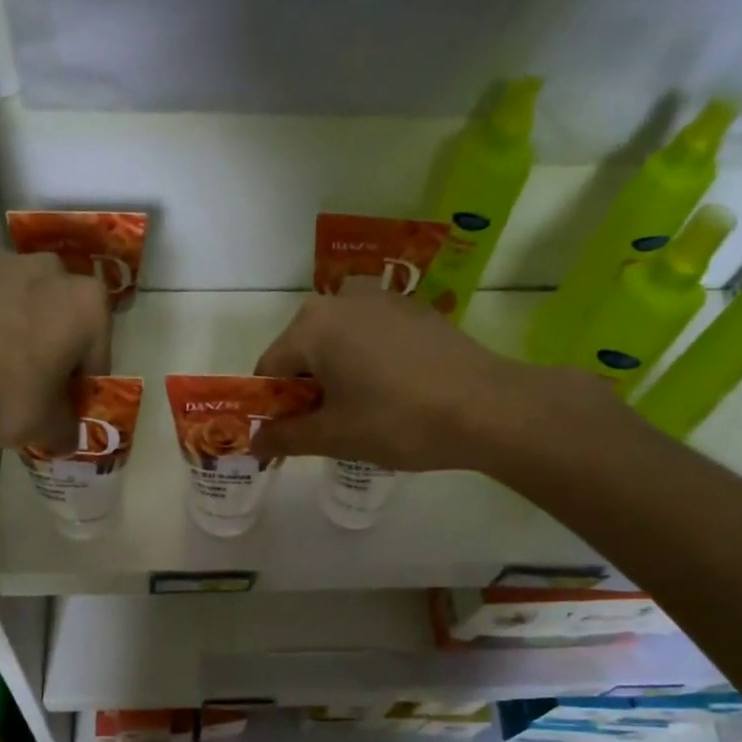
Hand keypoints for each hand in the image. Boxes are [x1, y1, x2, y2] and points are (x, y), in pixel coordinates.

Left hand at [0, 252, 110, 454]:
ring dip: (16, 331)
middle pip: (61, 315)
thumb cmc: (2, 394)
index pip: (99, 351)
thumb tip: (68, 434)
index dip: (84, 384)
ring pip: (20, 303)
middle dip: (54, 346)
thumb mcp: (47, 425)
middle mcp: (48, 270)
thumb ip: (67, 427)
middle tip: (35, 386)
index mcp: (87, 302)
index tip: (68, 407)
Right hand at [250, 291, 612, 472]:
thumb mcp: (334, 436)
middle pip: (303, 351)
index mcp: (311, 325)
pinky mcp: (414, 309)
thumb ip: (284, 437)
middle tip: (327, 429)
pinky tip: (392, 392)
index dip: (271, 408)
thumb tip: (253, 443)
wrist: (488, 407)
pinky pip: (371, 335)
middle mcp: (340, 299)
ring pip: (338, 342)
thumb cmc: (398, 421)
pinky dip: (367, 361)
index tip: (286, 438)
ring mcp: (382, 298)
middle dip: (305, 390)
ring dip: (336, 375)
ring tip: (362, 412)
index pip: (269, 369)